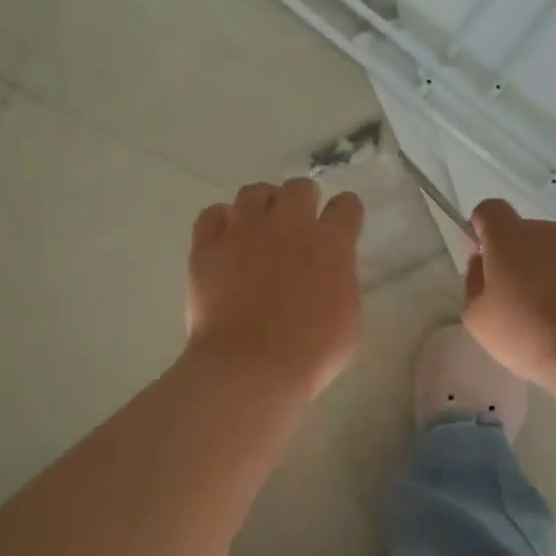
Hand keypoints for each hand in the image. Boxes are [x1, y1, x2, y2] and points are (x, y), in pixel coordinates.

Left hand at [185, 179, 364, 398]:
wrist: (252, 367)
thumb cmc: (311, 353)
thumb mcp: (348, 318)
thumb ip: (340, 282)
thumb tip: (328, 272)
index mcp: (331, 243)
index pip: (346, 206)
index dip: (345, 214)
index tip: (341, 227)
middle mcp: (289, 224)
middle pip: (300, 188)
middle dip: (303, 202)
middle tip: (297, 229)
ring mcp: (244, 230)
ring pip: (254, 192)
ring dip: (262, 206)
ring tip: (260, 229)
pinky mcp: (207, 245)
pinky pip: (213, 215)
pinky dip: (222, 222)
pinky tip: (226, 240)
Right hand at [462, 199, 555, 391]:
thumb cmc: (524, 332)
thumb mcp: (477, 315)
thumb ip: (473, 281)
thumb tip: (483, 263)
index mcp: (510, 237)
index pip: (489, 210)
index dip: (480, 229)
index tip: (482, 259)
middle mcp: (547, 232)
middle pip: (522, 233)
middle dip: (513, 257)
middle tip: (510, 297)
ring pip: (552, 252)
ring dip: (543, 272)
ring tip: (543, 314)